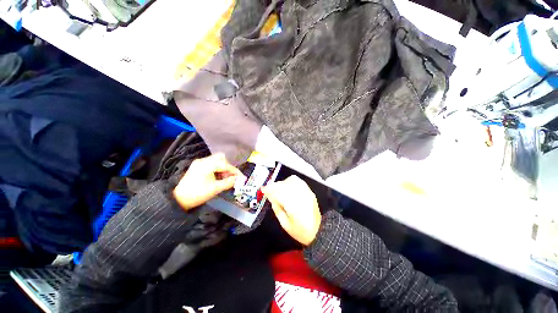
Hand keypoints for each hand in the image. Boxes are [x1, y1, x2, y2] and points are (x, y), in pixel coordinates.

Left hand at [174, 153, 240, 210]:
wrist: (178, 200)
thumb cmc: (197, 194)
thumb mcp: (215, 189)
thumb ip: (229, 182)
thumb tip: (240, 179)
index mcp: (207, 165)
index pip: (226, 165)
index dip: (235, 171)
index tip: (241, 178)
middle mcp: (203, 161)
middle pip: (221, 158)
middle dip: (228, 167)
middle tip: (231, 176)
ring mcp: (200, 163)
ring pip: (217, 160)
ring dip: (223, 168)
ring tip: (224, 178)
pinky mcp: (198, 167)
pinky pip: (211, 164)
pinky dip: (217, 169)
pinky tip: (217, 177)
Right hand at [262, 175, 320, 245]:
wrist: (319, 231)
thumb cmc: (301, 231)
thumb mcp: (285, 224)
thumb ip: (277, 209)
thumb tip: (272, 198)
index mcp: (294, 206)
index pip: (279, 193)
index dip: (269, 189)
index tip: (263, 189)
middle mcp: (301, 196)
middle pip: (285, 185)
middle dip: (274, 185)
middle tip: (269, 189)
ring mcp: (306, 192)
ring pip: (292, 180)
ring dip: (282, 182)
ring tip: (277, 188)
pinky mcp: (310, 191)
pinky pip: (298, 181)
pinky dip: (290, 181)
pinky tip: (286, 186)